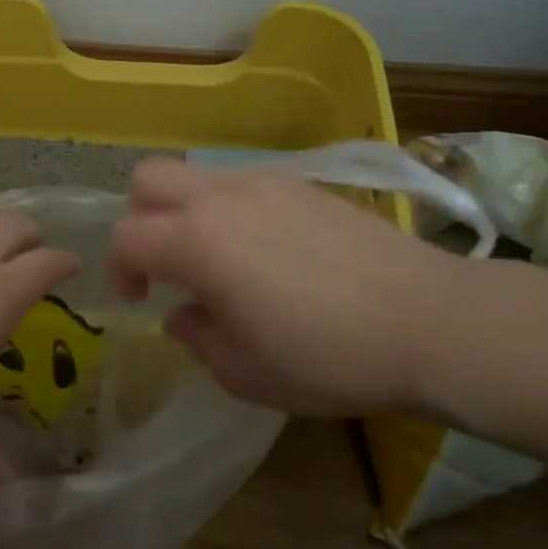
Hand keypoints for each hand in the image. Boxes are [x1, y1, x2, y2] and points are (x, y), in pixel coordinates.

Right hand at [110, 158, 486, 416]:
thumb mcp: (248, 374)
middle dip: (140, 217)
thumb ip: (197, 339)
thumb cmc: (330, 356)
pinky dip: (227, 207)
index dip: (120, 269)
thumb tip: (182, 314)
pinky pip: (238, 181)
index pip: (126, 236)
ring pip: (194, 174)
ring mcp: (261, 181)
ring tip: (218, 258)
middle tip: (165, 263)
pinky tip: (265, 248)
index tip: (141, 301)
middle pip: (147, 178)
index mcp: (198, 243)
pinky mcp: (298, 181)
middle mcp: (219, 198)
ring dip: (185, 210)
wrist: (427, 318)